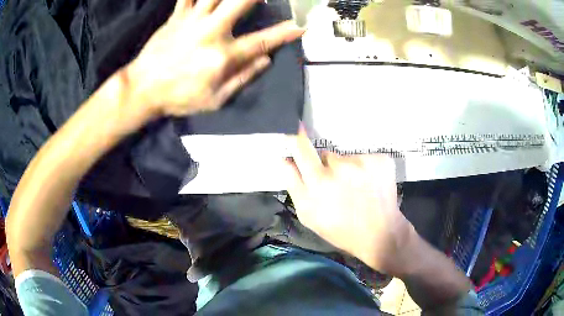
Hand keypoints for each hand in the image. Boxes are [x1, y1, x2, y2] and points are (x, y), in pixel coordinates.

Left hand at [127, 0, 303, 116]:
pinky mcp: (176, 17)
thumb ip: (242, 78)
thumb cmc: (178, 97)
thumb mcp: (214, 100)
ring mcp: (192, 21)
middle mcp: (211, 32)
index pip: (262, 41)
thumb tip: (266, 60)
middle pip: (240, 2)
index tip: (301, 26)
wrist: (142, 89)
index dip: (285, 33)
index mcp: (222, 56)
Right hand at [286, 128, 413, 272]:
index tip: (296, 129)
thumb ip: (293, 184)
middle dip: (326, 166)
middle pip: (325, 154)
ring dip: (347, 169)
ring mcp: (364, 161)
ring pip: (346, 158)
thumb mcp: (308, 214)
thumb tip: (284, 159)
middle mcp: (341, 166)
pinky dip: (365, 169)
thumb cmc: (340, 229)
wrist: (380, 234)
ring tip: (355, 189)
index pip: (301, 147)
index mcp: (319, 181)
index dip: (296, 137)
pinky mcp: (381, 159)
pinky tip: (369, 186)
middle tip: (336, 186)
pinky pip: (365, 158)